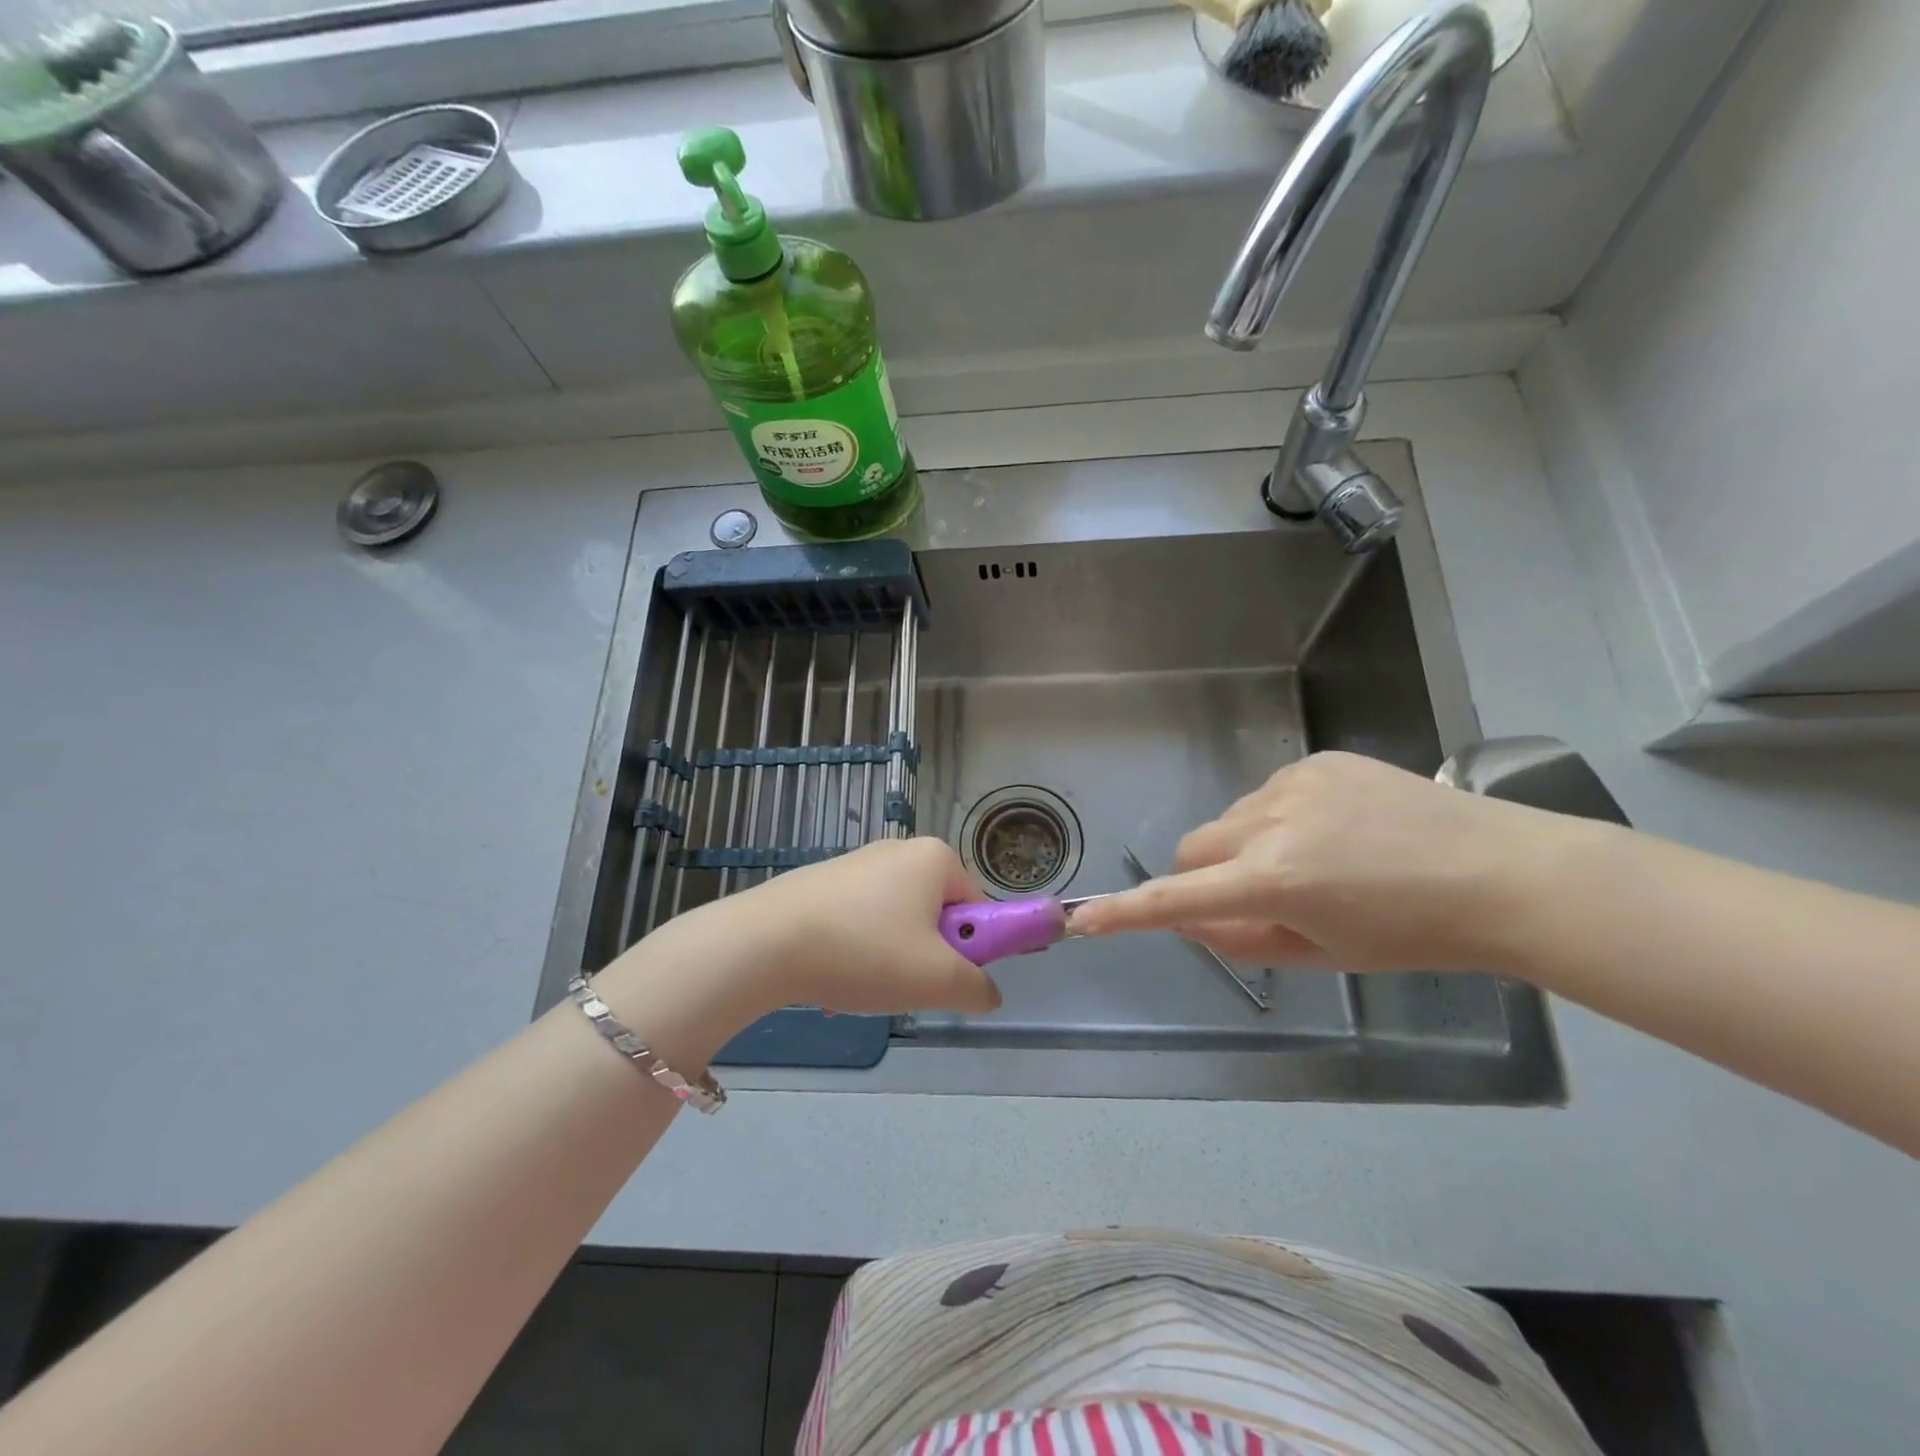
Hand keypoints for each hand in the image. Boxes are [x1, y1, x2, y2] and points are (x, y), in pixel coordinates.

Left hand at [617, 838, 1001, 1025]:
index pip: (977, 907)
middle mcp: (898, 850)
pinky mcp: (821, 882)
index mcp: (934, 858)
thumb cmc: (865, 951)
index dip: (971, 949)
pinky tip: (833, 978)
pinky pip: (859, 923)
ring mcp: (856, 863)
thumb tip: (986, 993)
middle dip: (927, 957)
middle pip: (936, 915)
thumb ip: (977, 988)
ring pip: (896, 924)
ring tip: (862, 986)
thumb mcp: (937, 980)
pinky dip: (856, 953)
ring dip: (890, 961)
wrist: (764, 943)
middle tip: (906, 986)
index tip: (946, 979)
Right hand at [1070, 751, 1591, 972]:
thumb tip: (1190, 922)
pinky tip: (1338, 830)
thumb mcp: (1324, 953)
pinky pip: (1269, 795)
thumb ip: (1244, 939)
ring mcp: (1293, 783)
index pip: (1176, 899)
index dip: (1125, 914)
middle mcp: (1270, 821)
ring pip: (1232, 820)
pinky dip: (1280, 818)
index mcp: (1272, 880)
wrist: (1503, 872)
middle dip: (1205, 876)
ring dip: (1246, 845)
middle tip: (1255, 898)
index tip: (1083, 920)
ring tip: (1316, 861)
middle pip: (1193, 847)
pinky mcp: (1317, 760)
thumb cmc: (1415, 933)